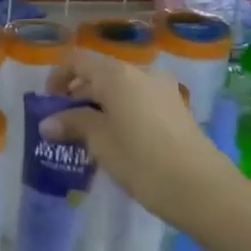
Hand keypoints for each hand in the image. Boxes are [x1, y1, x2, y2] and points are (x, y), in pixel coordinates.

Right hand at [40, 47, 237, 221]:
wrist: (203, 190)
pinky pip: (138, 99)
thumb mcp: (100, 142)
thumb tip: (47, 123)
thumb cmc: (142, 161)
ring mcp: (162, 88)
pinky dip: (120, 111)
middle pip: (98, 72)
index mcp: (117, 74)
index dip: (57, 76)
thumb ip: (73, 124)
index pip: (77, 59)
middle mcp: (140, 72)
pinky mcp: (176, 107)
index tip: (49, 104)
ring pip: (119, 87)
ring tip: (89, 136)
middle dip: (77, 94)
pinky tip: (117, 140)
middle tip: (64, 125)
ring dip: (99, 104)